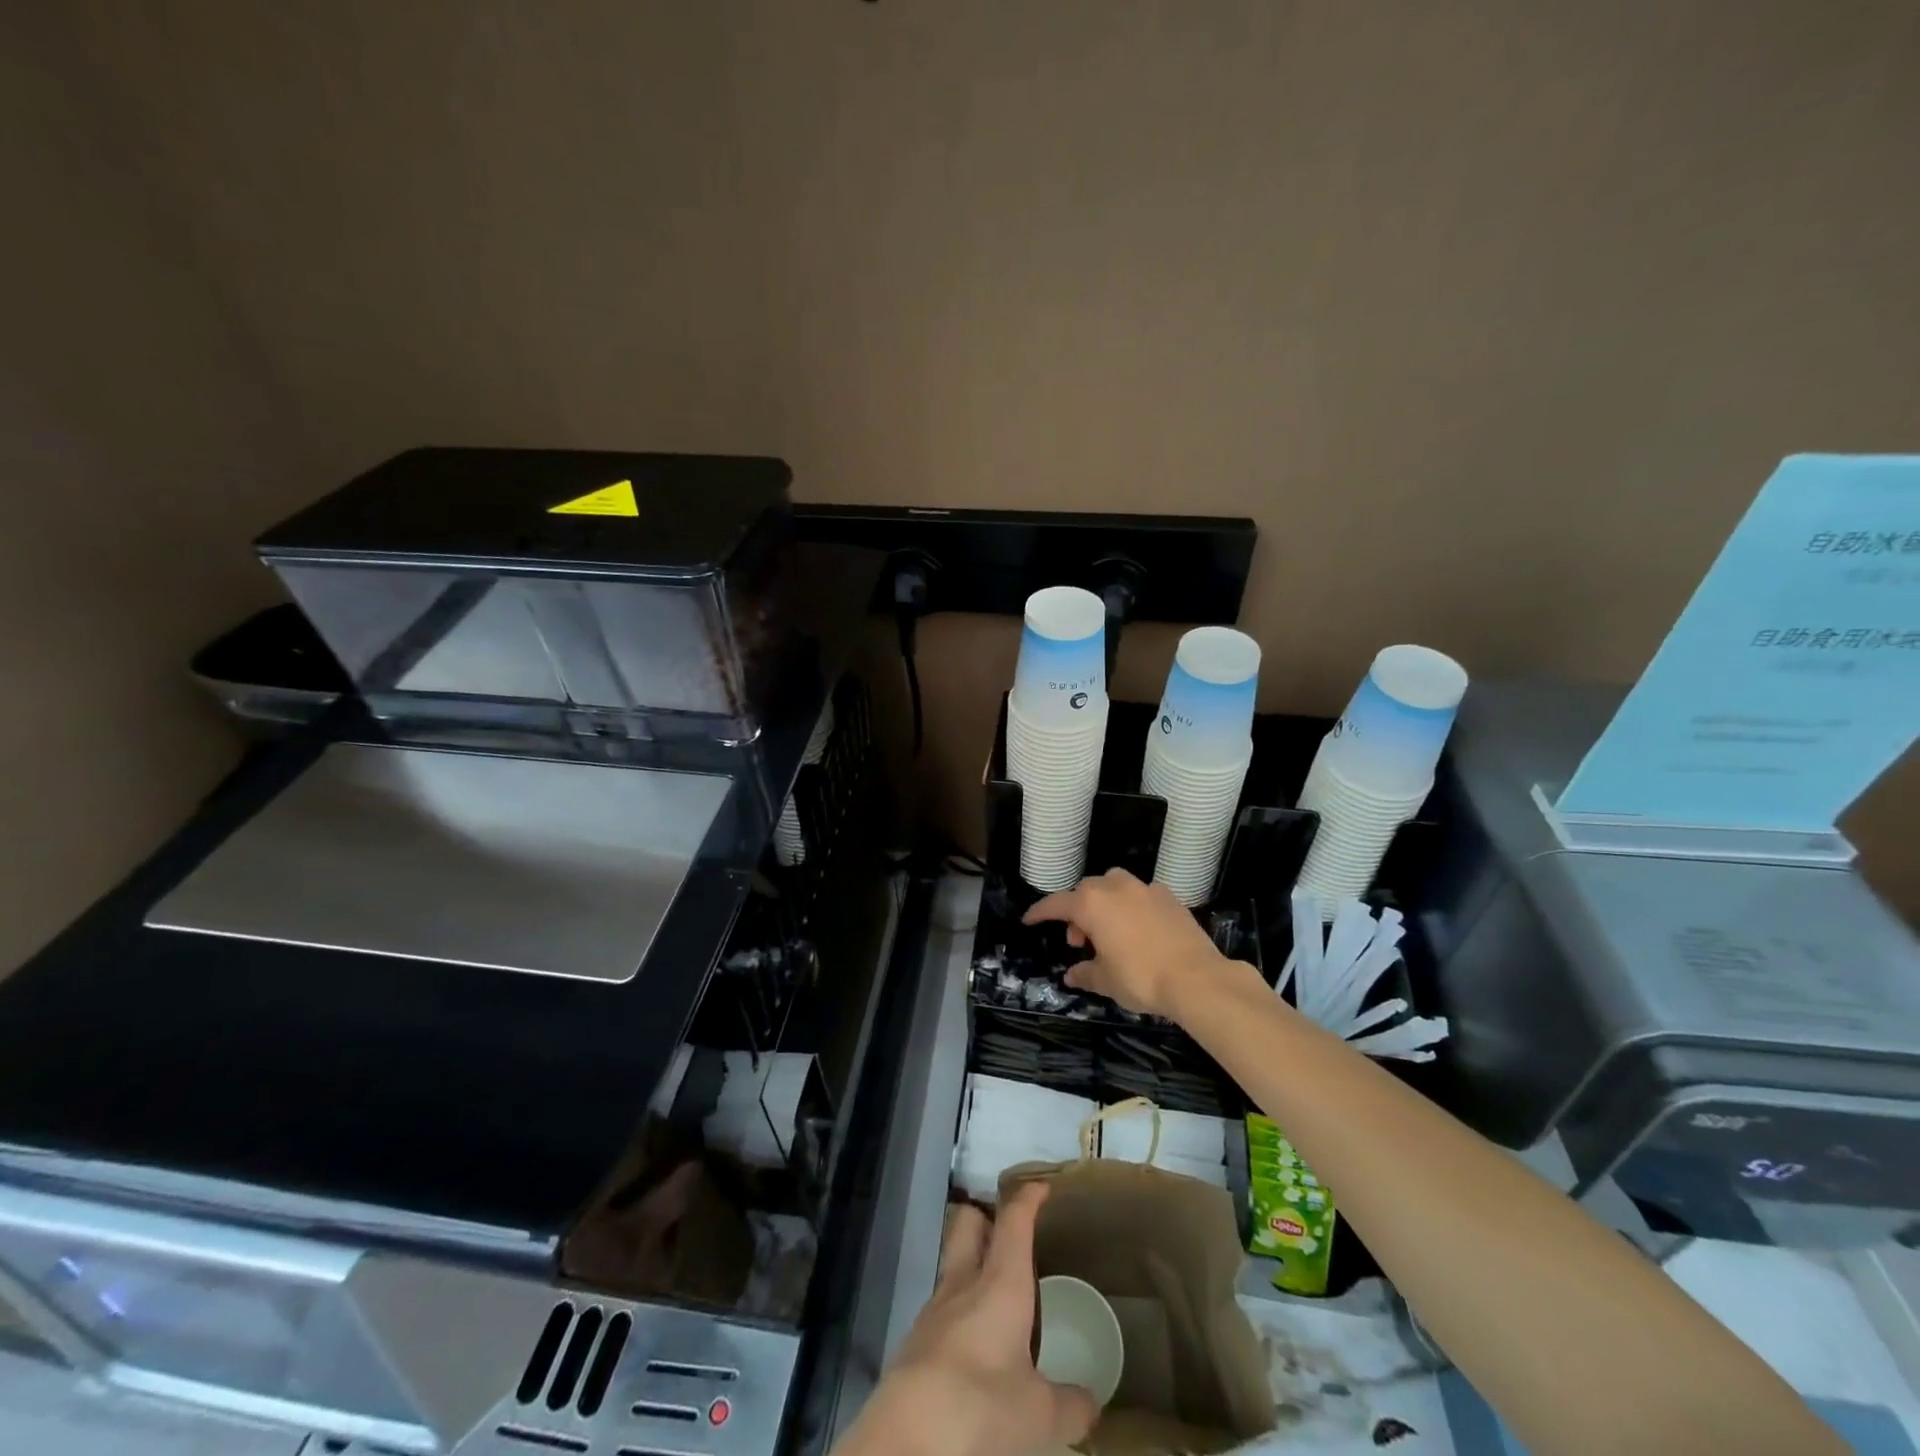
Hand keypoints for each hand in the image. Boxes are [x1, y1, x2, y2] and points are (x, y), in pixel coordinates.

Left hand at [840, 1184, 1096, 1455]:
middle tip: (1007, 1233)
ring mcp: (933, 1310)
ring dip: (970, 1267)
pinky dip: (959, 1311)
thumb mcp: (1039, 1414)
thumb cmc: (981, 1405)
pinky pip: (941, 1309)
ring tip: (995, 1292)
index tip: (1040, 1186)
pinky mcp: (915, 1342)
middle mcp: (963, 1283)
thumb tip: (1092, 1404)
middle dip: (985, 1217)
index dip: (1027, 1199)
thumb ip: (1068, 1404)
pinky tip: (974, 1342)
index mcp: (1000, 1283)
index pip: (1014, 1222)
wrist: (908, 1438)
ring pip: (952, 1266)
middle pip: (967, 1224)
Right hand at [1023, 868, 1240, 1019]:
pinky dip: (1132, 906)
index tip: (1029, 920)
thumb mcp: (1105, 980)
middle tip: (1080, 942)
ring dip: (1104, 902)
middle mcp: (1115, 888)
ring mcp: (1145, 889)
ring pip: (1114, 885)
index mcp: (1091, 904)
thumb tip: (1072, 976)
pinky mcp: (1169, 897)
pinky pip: (1140, 894)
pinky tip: (1139, 929)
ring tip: (1109, 930)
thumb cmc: (1140, 978)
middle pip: (1086, 891)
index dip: (1040, 912)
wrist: (1196, 978)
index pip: (1057, 904)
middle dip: (1077, 912)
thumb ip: (1085, 973)